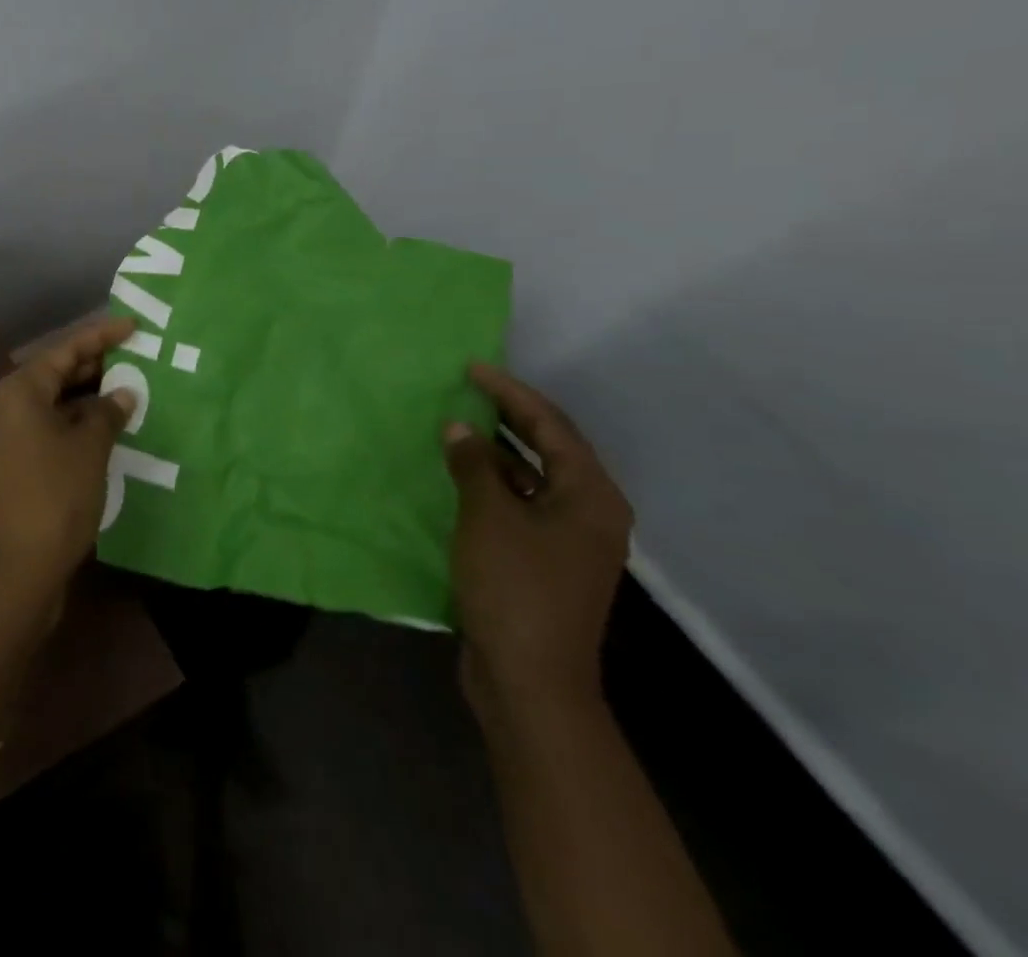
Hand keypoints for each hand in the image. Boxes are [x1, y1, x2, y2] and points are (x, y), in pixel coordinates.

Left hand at [0, 317, 137, 619]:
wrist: (11, 573)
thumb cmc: (53, 498)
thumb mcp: (89, 449)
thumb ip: (107, 413)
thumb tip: (122, 393)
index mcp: (18, 391)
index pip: (65, 350)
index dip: (101, 336)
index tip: (132, 325)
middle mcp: (4, 407)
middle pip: (54, 374)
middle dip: (94, 367)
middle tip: (135, 359)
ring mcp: (2, 438)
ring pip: (50, 405)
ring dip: (86, 400)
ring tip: (127, 393)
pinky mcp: (8, 466)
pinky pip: (45, 430)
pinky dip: (73, 425)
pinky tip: (103, 433)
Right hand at [444, 364, 632, 724]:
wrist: (531, 681)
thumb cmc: (515, 588)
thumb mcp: (488, 516)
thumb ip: (474, 465)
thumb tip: (459, 429)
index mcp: (592, 497)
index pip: (552, 426)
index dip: (510, 393)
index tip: (472, 368)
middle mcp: (591, 513)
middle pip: (550, 448)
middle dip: (510, 416)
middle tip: (467, 389)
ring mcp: (570, 540)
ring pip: (534, 477)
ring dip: (499, 451)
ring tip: (459, 427)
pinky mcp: (546, 561)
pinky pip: (522, 504)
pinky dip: (495, 484)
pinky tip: (462, 477)